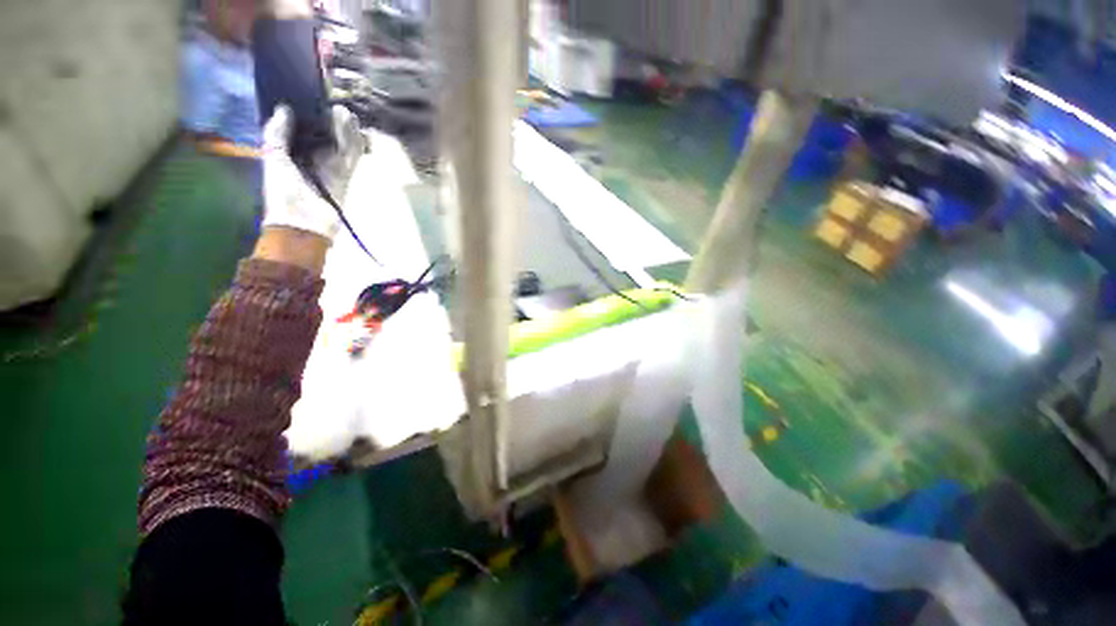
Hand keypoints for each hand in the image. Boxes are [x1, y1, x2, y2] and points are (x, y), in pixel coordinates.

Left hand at [261, 104, 363, 240]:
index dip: (307, 112)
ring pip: (341, 143)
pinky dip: (355, 143)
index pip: (302, 128)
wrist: (303, 223)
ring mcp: (331, 167)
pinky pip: (352, 156)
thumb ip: (277, 133)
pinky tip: (354, 128)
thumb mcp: (272, 158)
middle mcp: (312, 157)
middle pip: (324, 133)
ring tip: (343, 111)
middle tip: (330, 101)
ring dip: (344, 128)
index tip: (310, 94)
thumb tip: (284, 107)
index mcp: (291, 152)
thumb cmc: (282, 192)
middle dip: (328, 118)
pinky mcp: (346, 175)